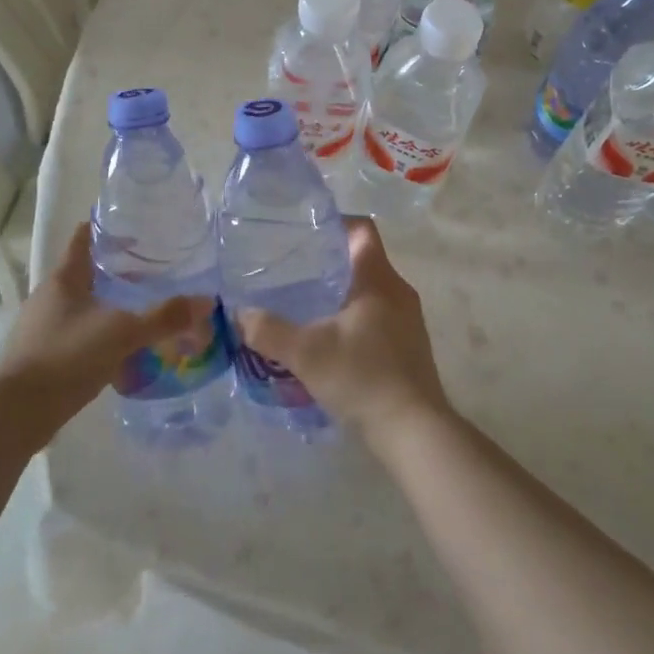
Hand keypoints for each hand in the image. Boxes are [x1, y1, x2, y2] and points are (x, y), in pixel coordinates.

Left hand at [0, 223, 214, 427]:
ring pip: (82, 307)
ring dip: (109, 307)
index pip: (83, 238)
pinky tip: (121, 354)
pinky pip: (77, 338)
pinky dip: (99, 338)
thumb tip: (206, 301)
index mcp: (64, 279)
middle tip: (153, 273)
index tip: (134, 226)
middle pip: (85, 273)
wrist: (16, 413)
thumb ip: (163, 318)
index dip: (106, 228)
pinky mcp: (41, 358)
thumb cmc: (66, 356)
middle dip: (117, 272)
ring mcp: (41, 328)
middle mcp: (49, 297)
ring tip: (142, 312)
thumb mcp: (122, 333)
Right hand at [236, 217, 452, 450]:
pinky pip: (379, 315)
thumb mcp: (306, 353)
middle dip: (331, 260)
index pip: (363, 229)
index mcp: (378, 279)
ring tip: (306, 302)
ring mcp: (408, 320)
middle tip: (294, 268)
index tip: (305, 231)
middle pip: (365, 259)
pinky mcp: (409, 346)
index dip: (336, 222)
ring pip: (372, 290)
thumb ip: (269, 331)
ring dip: (343, 291)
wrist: (413, 430)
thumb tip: (239, 314)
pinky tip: (330, 338)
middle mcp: (399, 291)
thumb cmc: (362, 377)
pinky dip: (355, 316)